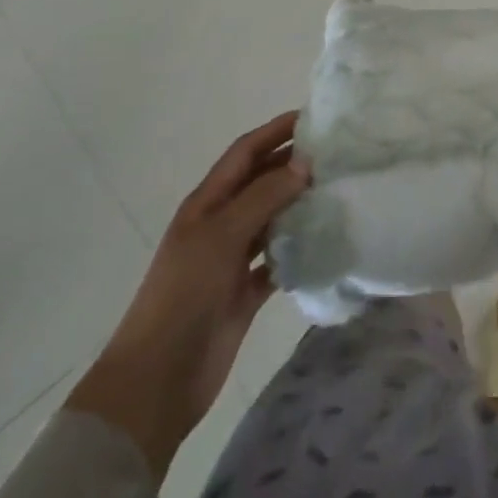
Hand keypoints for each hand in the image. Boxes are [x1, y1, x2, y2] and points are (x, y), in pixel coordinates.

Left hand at [66, 112, 307, 479]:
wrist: (157, 379)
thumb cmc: (183, 295)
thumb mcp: (221, 236)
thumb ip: (263, 197)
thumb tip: (304, 163)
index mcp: (207, 204)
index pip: (245, 153)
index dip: (275, 131)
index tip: (314, 118)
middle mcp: (220, 224)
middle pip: (261, 182)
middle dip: (293, 164)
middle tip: (338, 154)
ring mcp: (232, 260)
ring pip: (273, 219)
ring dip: (300, 204)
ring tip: (340, 190)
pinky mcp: (246, 292)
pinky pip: (278, 259)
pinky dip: (299, 248)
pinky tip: (327, 240)